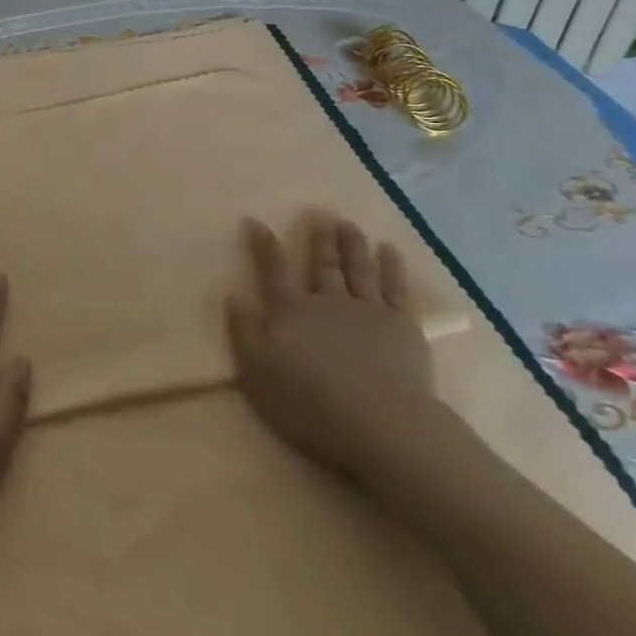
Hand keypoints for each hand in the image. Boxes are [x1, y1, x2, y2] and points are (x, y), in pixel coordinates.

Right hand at [225, 211, 436, 481]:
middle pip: (321, 264)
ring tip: (348, 224)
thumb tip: (233, 294)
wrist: (379, 423)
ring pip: (357, 268)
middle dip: (317, 237)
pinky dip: (392, 266)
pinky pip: (395, 288)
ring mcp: (367, 310)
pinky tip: (389, 250)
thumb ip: (244, 331)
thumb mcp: (258, 372)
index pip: (273, 269)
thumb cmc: (309, 403)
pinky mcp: (401, 326)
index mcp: (291, 312)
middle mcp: (327, 301)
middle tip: (317, 211)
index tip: (256, 220)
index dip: (264, 244)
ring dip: (351, 244)